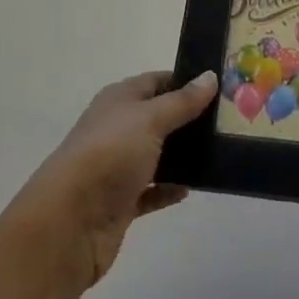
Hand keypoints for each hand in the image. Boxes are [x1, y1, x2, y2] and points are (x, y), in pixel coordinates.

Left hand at [10, 69, 216, 290]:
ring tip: (220, 152)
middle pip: (158, 117)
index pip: (156, 81)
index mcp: (118, 100)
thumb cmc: (109, 155)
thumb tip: (210, 76)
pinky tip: (192, 188)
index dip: (185, 80)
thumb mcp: (149, 120)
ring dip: (182, 155)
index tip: (219, 85)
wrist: (69, 223)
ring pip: (156, 154)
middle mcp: (117, 128)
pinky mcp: (121, 201)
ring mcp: (117, 166)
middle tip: (228, 120)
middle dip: (189, 118)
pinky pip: (152, 190)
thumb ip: (181, 101)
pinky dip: (169, 189)